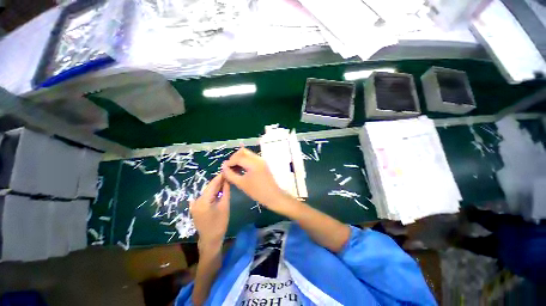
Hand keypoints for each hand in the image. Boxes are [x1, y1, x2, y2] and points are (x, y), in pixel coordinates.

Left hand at [190, 174, 229, 250]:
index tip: (228, 171)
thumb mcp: (225, 206)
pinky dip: (212, 194)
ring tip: (226, 183)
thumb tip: (227, 179)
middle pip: (209, 187)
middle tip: (229, 177)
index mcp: (203, 200)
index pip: (212, 184)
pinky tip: (218, 192)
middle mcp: (196, 200)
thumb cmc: (219, 223)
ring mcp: (194, 204)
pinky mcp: (195, 208)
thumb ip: (226, 191)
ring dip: (216, 187)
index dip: (220, 176)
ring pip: (207, 191)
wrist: (210, 240)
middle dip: (219, 182)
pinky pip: (205, 197)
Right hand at [222, 148, 294, 214]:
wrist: (273, 196)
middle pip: (243, 151)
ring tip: (234, 168)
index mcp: (253, 163)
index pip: (238, 158)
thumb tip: (223, 166)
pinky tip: (241, 169)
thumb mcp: (241, 184)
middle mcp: (258, 158)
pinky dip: (245, 161)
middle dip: (234, 157)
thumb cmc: (257, 192)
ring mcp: (261, 160)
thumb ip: (230, 174)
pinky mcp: (263, 163)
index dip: (229, 162)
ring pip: (247, 154)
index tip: (224, 169)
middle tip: (229, 167)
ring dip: (239, 158)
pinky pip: (252, 158)